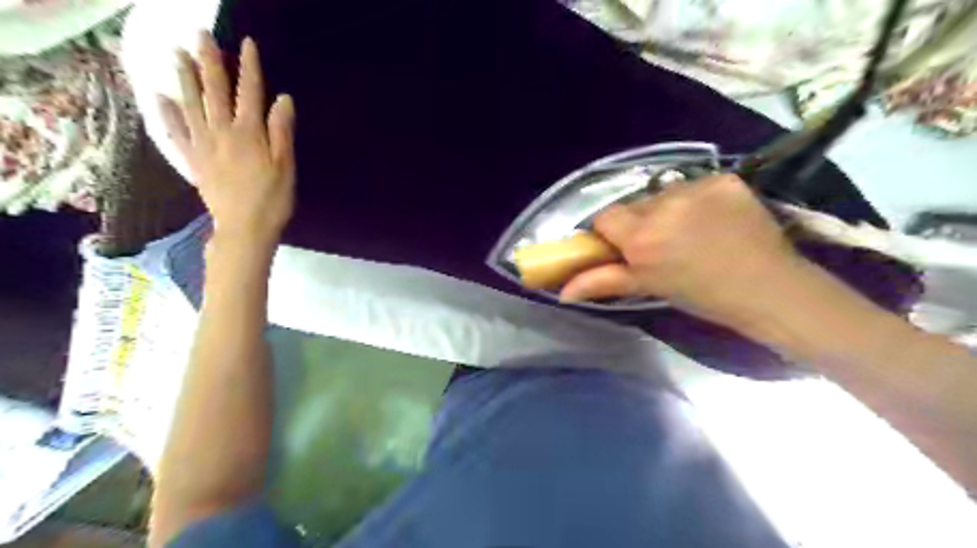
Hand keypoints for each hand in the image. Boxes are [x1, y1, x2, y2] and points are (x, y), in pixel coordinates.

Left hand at [157, 29, 290, 247]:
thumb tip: (283, 99)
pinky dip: (168, 114)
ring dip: (185, 78)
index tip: (246, 44)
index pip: (250, 93)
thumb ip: (282, 132)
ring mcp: (204, 146)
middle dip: (210, 62)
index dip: (249, 67)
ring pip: (191, 105)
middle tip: (202, 36)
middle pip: (215, 92)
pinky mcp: (194, 161)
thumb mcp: (286, 166)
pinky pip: (176, 133)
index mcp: (250, 134)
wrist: (245, 229)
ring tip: (178, 55)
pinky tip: (160, 98)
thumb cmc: (273, 199)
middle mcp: (222, 133)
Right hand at [560, 176, 805, 328]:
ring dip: (670, 209)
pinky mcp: (724, 179)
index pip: (605, 217)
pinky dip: (699, 199)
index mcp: (641, 236)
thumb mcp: (649, 287)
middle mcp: (663, 204)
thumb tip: (562, 292)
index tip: (628, 247)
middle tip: (664, 244)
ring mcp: (696, 188)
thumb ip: (603, 282)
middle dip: (641, 222)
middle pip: (635, 204)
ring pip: (665, 193)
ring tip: (694, 231)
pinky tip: (717, 218)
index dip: (613, 232)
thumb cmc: (702, 295)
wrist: (768, 288)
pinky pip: (696, 185)